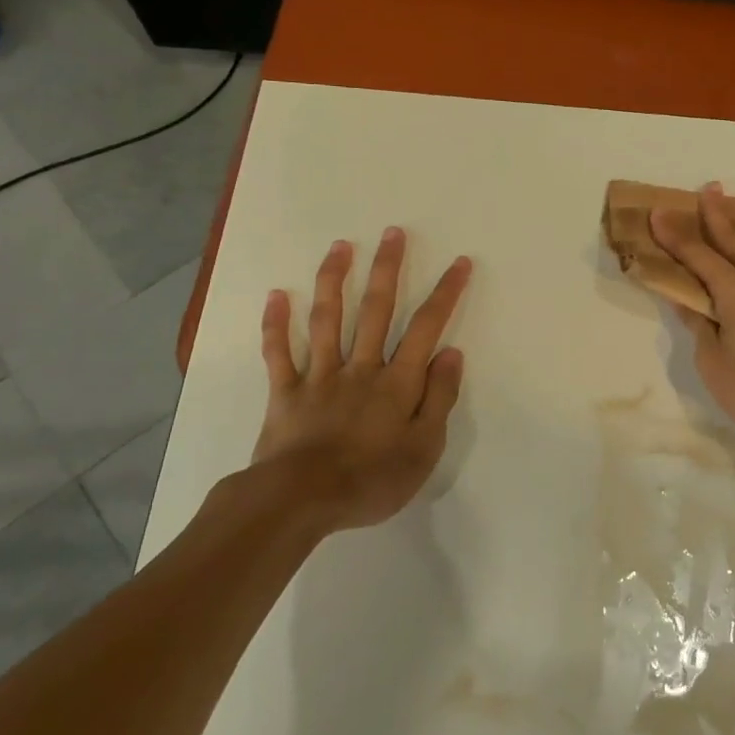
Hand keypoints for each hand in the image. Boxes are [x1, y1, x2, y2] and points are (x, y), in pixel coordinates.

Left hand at [248, 228, 472, 530]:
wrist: (299, 501)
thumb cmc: (370, 481)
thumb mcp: (423, 449)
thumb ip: (439, 399)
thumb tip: (451, 353)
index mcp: (397, 382)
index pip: (427, 328)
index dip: (445, 293)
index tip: (459, 263)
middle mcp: (361, 368)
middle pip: (377, 310)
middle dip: (388, 269)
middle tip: (392, 232)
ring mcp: (320, 376)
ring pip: (328, 319)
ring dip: (335, 279)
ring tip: (340, 246)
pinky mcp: (285, 392)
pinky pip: (279, 352)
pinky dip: (276, 323)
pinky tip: (277, 294)